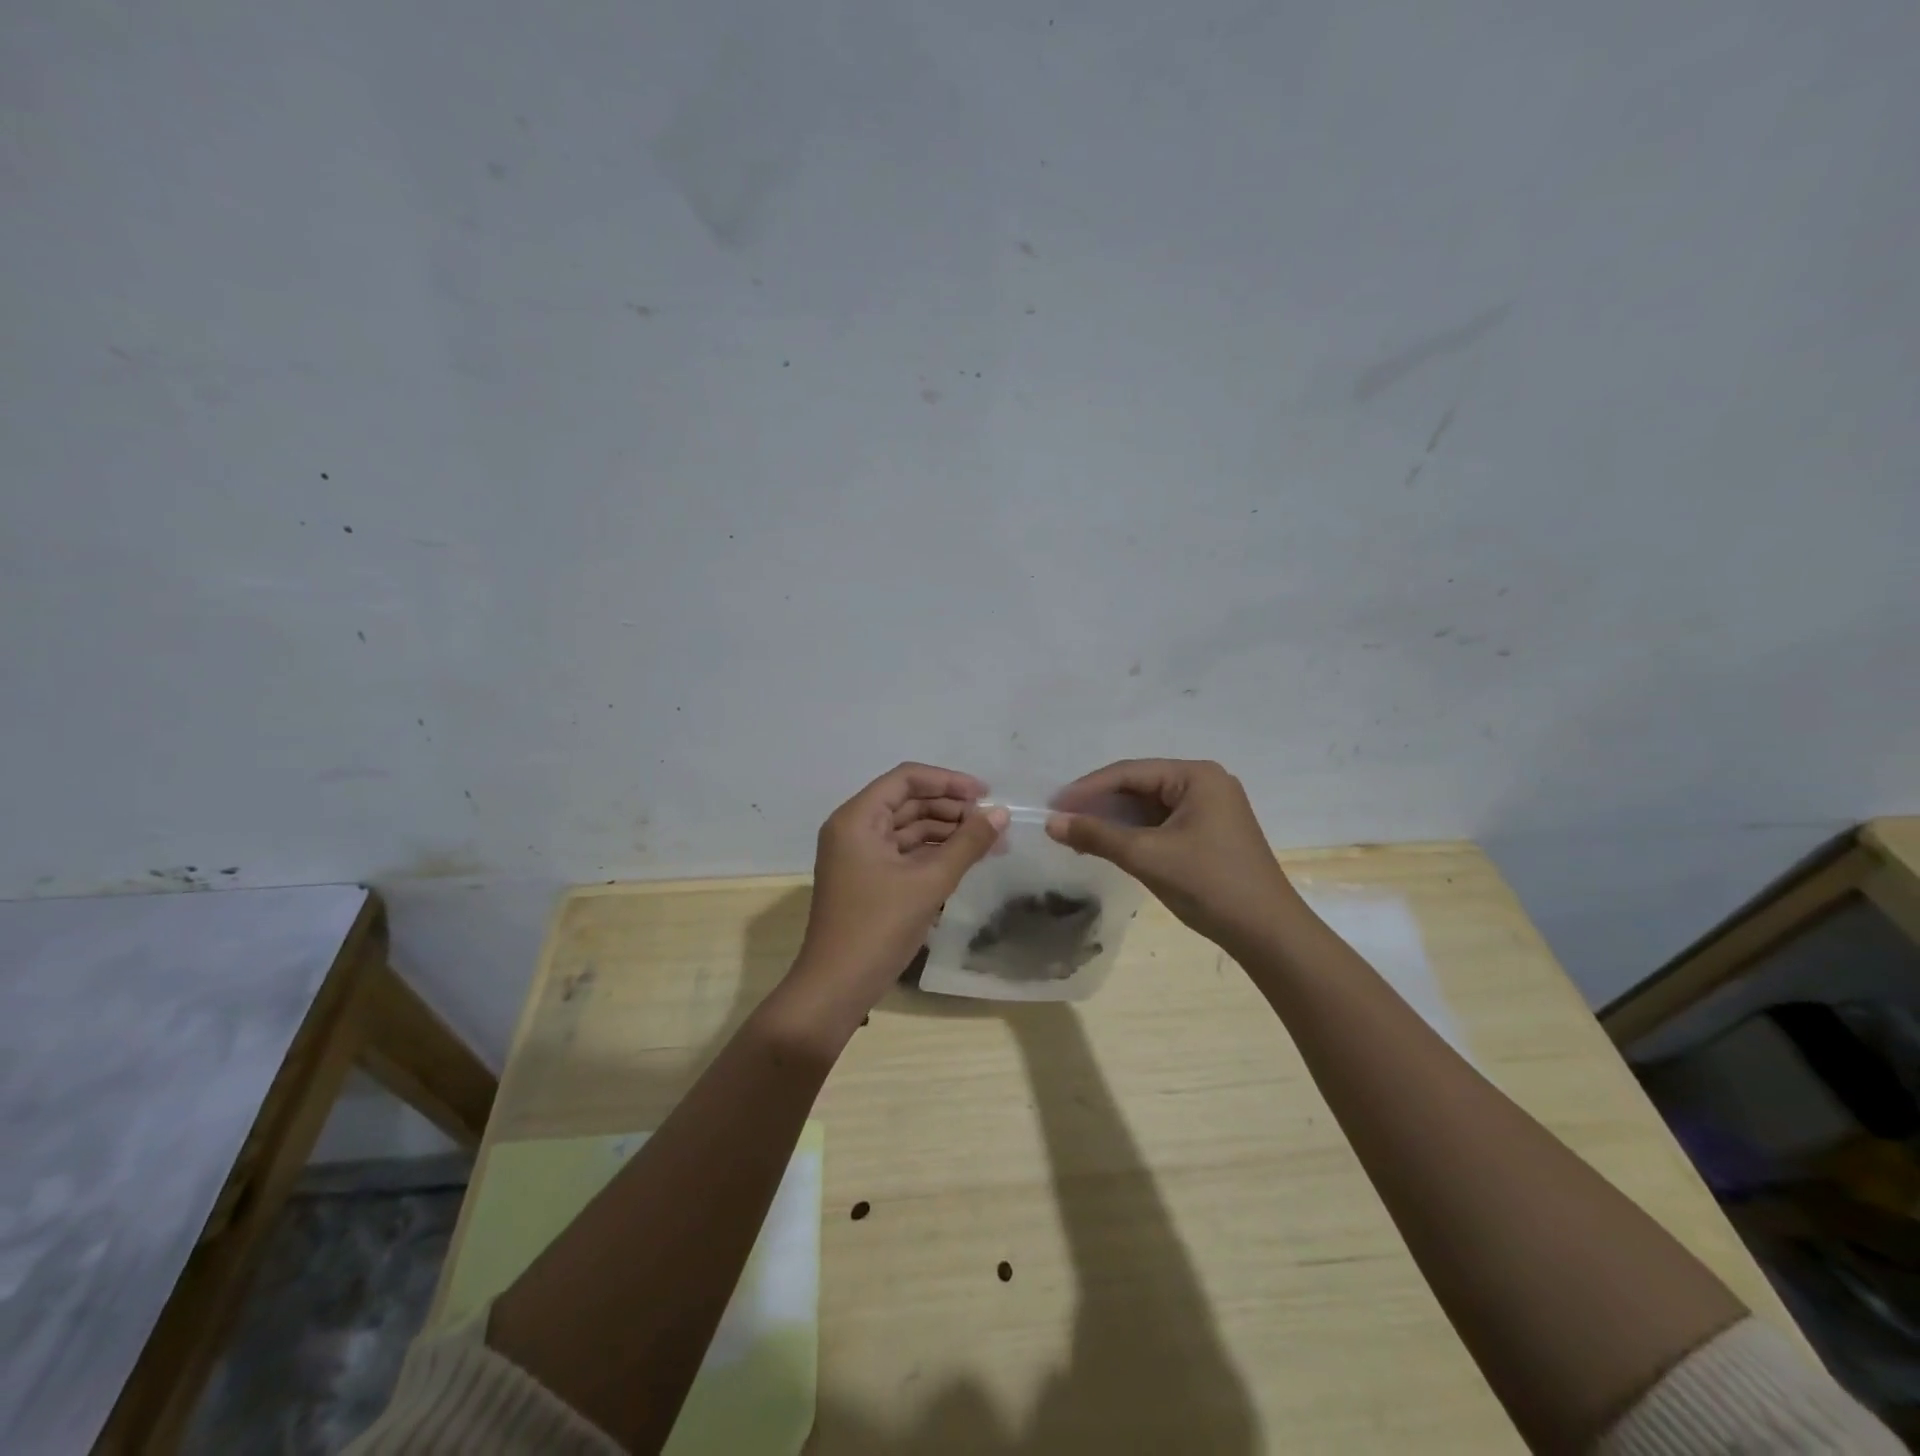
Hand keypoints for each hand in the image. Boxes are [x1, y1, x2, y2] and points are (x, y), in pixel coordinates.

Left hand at [792, 763, 1007, 1021]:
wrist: (836, 987)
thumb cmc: (878, 927)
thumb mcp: (929, 882)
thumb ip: (968, 844)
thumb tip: (1002, 813)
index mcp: (858, 818)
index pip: (906, 779)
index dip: (948, 781)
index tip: (985, 794)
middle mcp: (855, 828)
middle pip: (908, 802)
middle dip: (951, 808)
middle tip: (993, 822)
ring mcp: (859, 855)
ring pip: (908, 828)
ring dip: (946, 832)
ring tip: (989, 843)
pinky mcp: (868, 878)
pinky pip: (904, 853)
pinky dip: (934, 854)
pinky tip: (966, 861)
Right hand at [1046, 759, 1305, 958]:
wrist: (1268, 934)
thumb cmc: (1209, 885)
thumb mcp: (1147, 856)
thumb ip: (1097, 835)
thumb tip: (1051, 823)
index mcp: (1196, 776)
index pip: (1130, 773)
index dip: (1087, 788)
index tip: (1053, 805)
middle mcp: (1205, 784)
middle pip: (1139, 786)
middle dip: (1100, 805)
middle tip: (1062, 821)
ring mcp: (1209, 809)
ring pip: (1148, 807)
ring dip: (1114, 821)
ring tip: (1077, 835)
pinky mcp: (1209, 833)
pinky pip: (1161, 823)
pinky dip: (1133, 834)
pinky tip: (1108, 845)